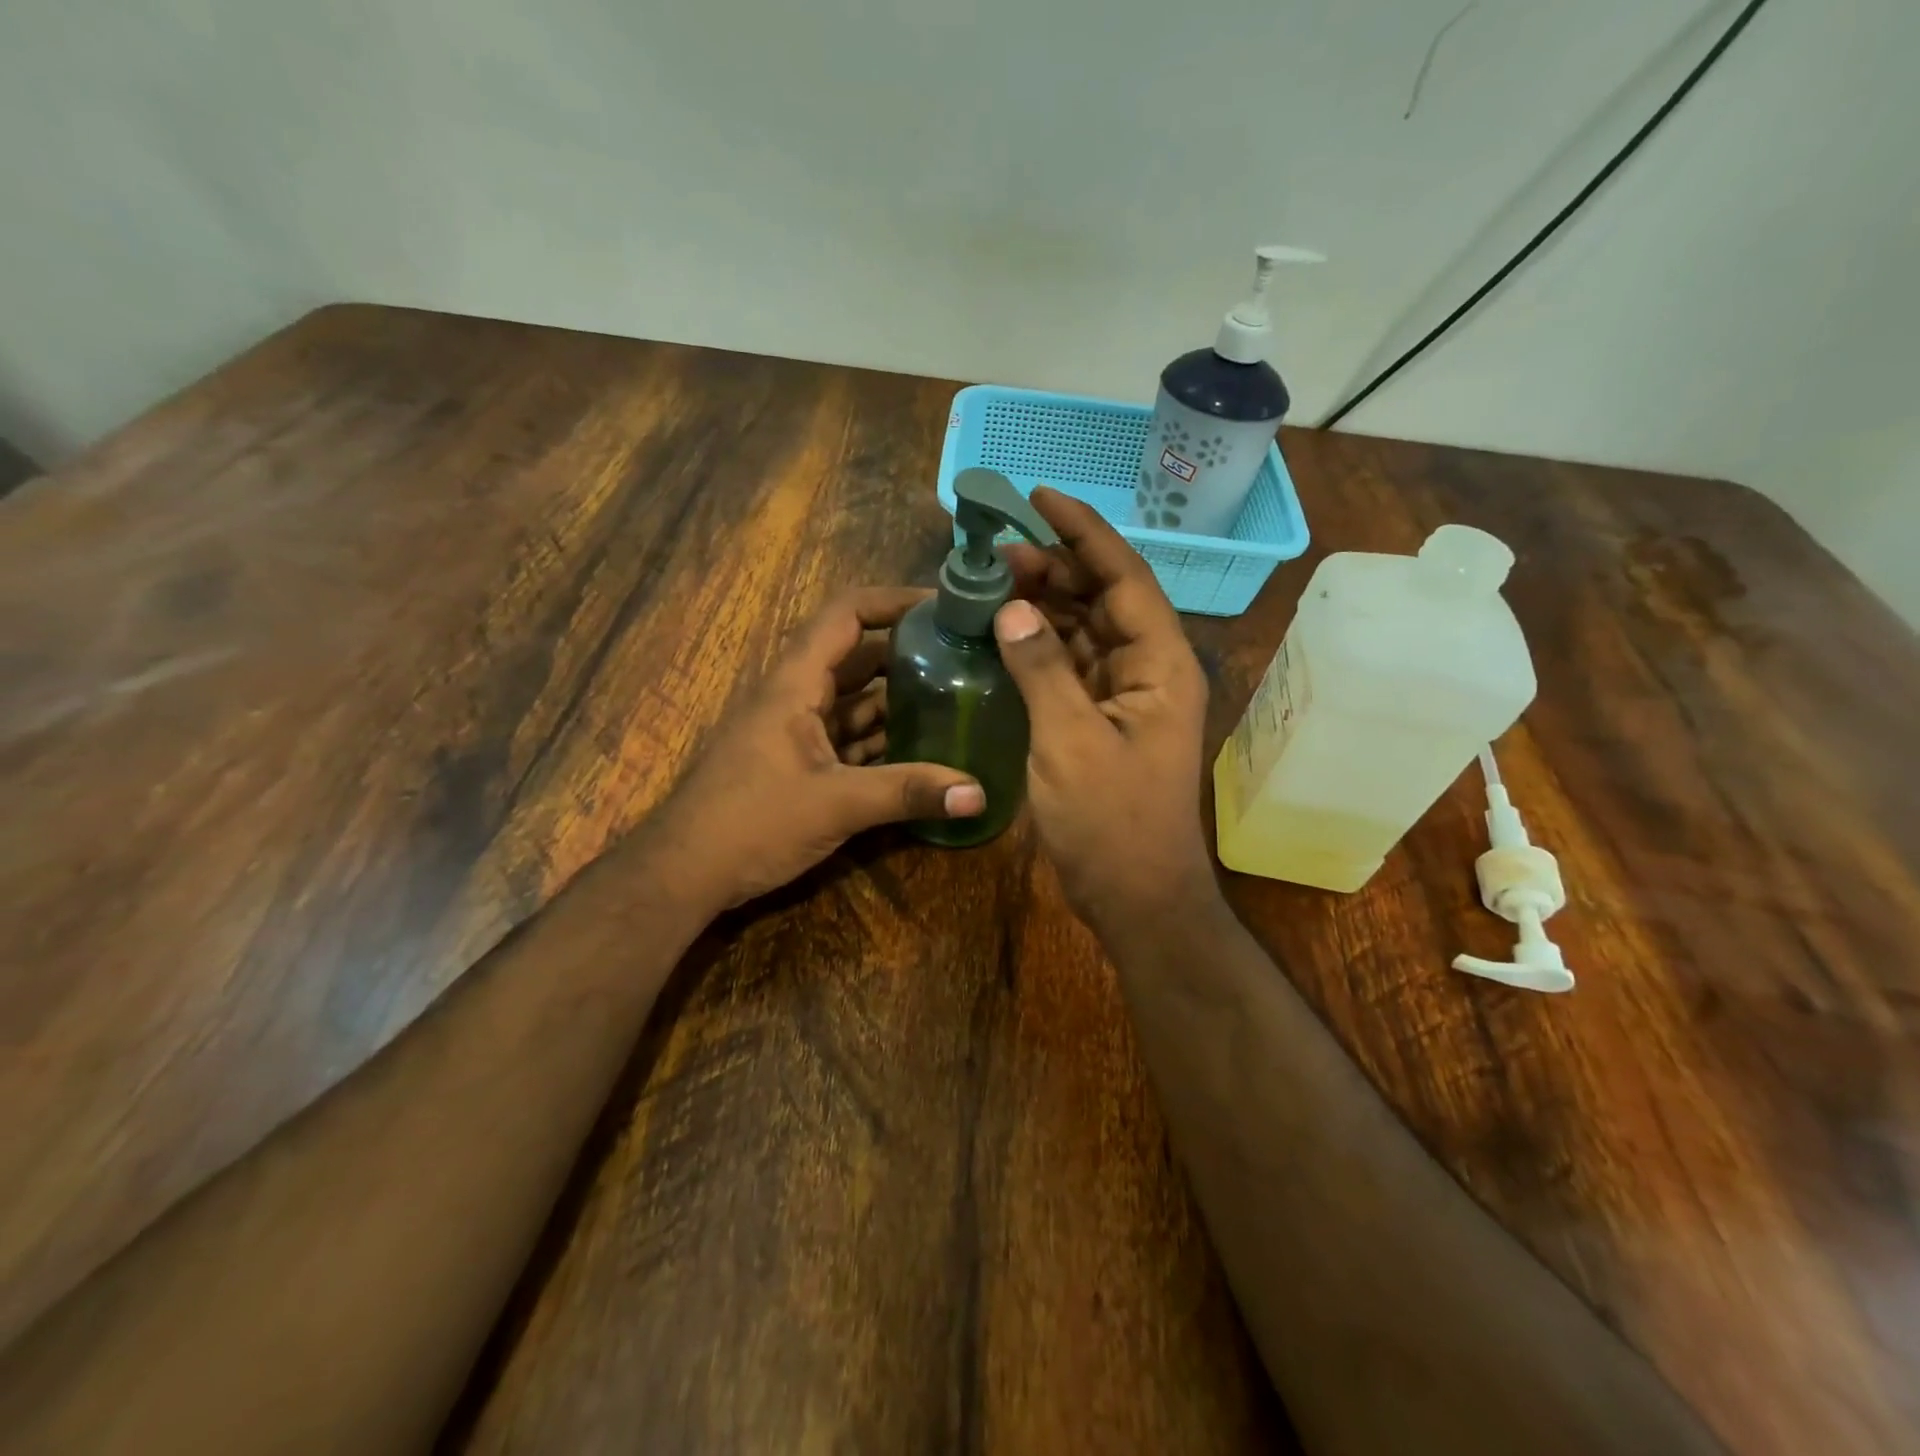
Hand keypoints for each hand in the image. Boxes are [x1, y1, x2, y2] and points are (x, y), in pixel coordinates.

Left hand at [640, 589, 985, 912]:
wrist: (684, 873)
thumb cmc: (750, 822)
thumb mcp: (836, 804)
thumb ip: (908, 793)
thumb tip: (979, 793)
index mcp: (796, 684)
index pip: (846, 615)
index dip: (893, 600)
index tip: (944, 606)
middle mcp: (797, 697)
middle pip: (859, 657)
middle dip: (909, 654)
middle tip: (965, 658)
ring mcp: (797, 731)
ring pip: (856, 701)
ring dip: (900, 701)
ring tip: (957, 700)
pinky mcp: (799, 764)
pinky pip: (849, 738)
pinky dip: (883, 740)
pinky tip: (923, 751)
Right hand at [998, 489, 1217, 935]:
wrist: (1135, 895)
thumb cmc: (1111, 821)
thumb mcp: (1070, 741)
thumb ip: (1042, 668)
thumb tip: (1013, 607)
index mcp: (1161, 664)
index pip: (1124, 577)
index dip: (1083, 532)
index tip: (1039, 496)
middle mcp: (1150, 669)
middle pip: (1104, 597)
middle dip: (1056, 566)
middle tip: (998, 548)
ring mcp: (1126, 695)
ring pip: (1086, 630)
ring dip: (1046, 603)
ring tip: (995, 579)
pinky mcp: (1102, 719)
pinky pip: (1071, 665)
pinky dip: (1041, 645)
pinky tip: (1006, 631)